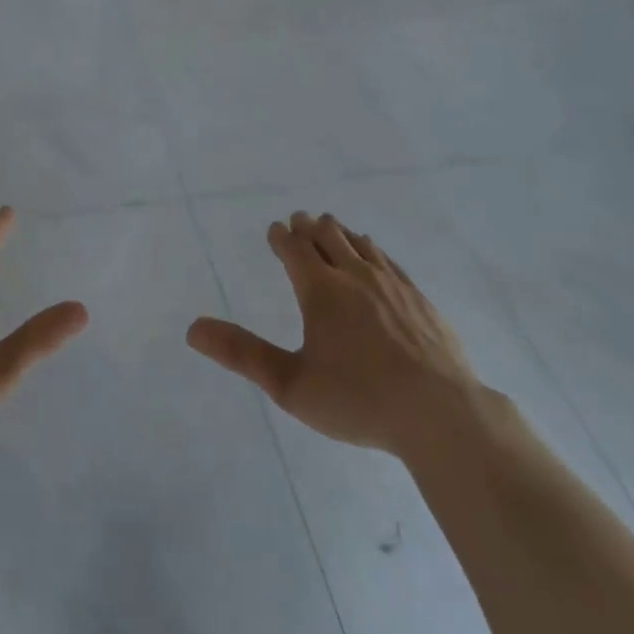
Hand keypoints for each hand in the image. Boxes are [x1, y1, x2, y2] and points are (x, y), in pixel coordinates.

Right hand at [187, 213, 475, 457]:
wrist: (440, 413)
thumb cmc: (358, 399)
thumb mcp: (290, 384)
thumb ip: (242, 354)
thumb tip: (192, 328)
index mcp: (320, 290)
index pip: (295, 249)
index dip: (281, 237)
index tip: (274, 229)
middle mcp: (355, 276)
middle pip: (328, 237)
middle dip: (309, 227)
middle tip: (299, 221)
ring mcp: (392, 284)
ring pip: (360, 244)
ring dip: (340, 233)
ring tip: (332, 228)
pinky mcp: (419, 298)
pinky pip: (388, 260)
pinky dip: (372, 250)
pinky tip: (375, 257)